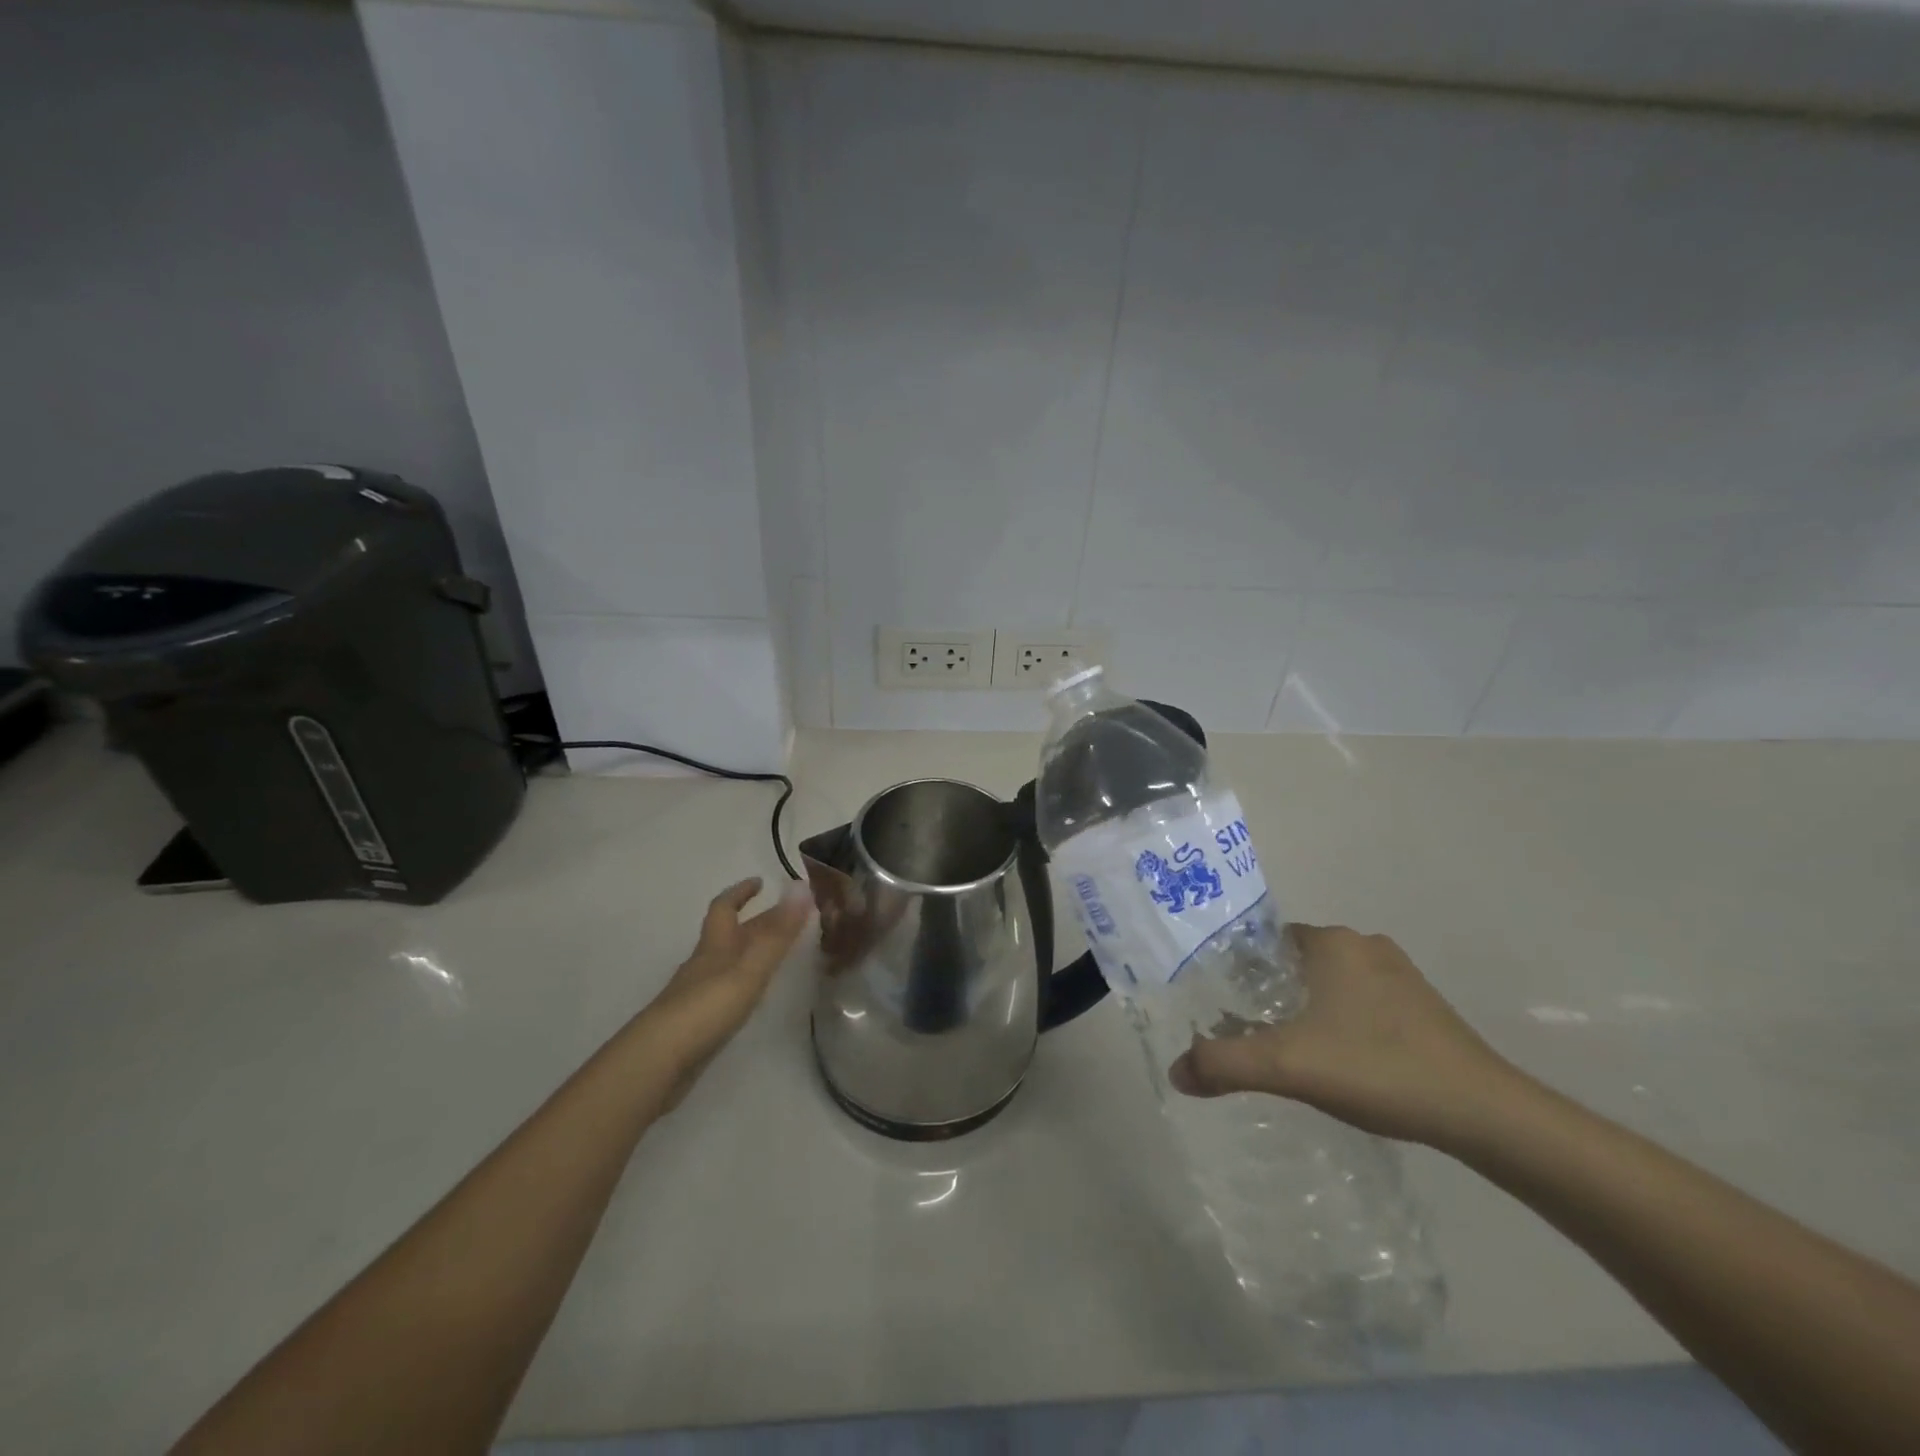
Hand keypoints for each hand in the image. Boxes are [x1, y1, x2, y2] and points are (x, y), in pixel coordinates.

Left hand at [636, 877, 812, 1110]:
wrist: (660, 1060)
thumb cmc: (708, 1005)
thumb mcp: (750, 966)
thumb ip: (778, 931)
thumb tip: (802, 885)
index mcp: (715, 945)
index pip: (724, 907)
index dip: (740, 892)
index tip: (761, 881)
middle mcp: (705, 964)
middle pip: (730, 934)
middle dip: (755, 921)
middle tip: (787, 916)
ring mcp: (698, 994)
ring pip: (727, 962)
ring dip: (749, 951)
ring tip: (777, 952)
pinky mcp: (697, 1022)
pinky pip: (725, 989)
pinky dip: (743, 981)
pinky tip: (753, 994)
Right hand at [1167, 923, 1522, 1147]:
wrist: (1484, 1114)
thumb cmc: (1377, 1068)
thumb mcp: (1287, 1066)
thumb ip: (1224, 1064)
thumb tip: (1175, 1072)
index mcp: (1332, 942)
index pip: (1265, 941)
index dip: (1238, 969)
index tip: (1222, 1002)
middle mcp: (1364, 945)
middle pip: (1295, 962)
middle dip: (1269, 991)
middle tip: (1247, 1030)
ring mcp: (1399, 975)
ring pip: (1330, 983)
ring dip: (1306, 1008)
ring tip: (1286, 1049)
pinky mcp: (1423, 1007)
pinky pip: (1361, 1002)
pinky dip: (1341, 1022)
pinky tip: (1338, 1061)